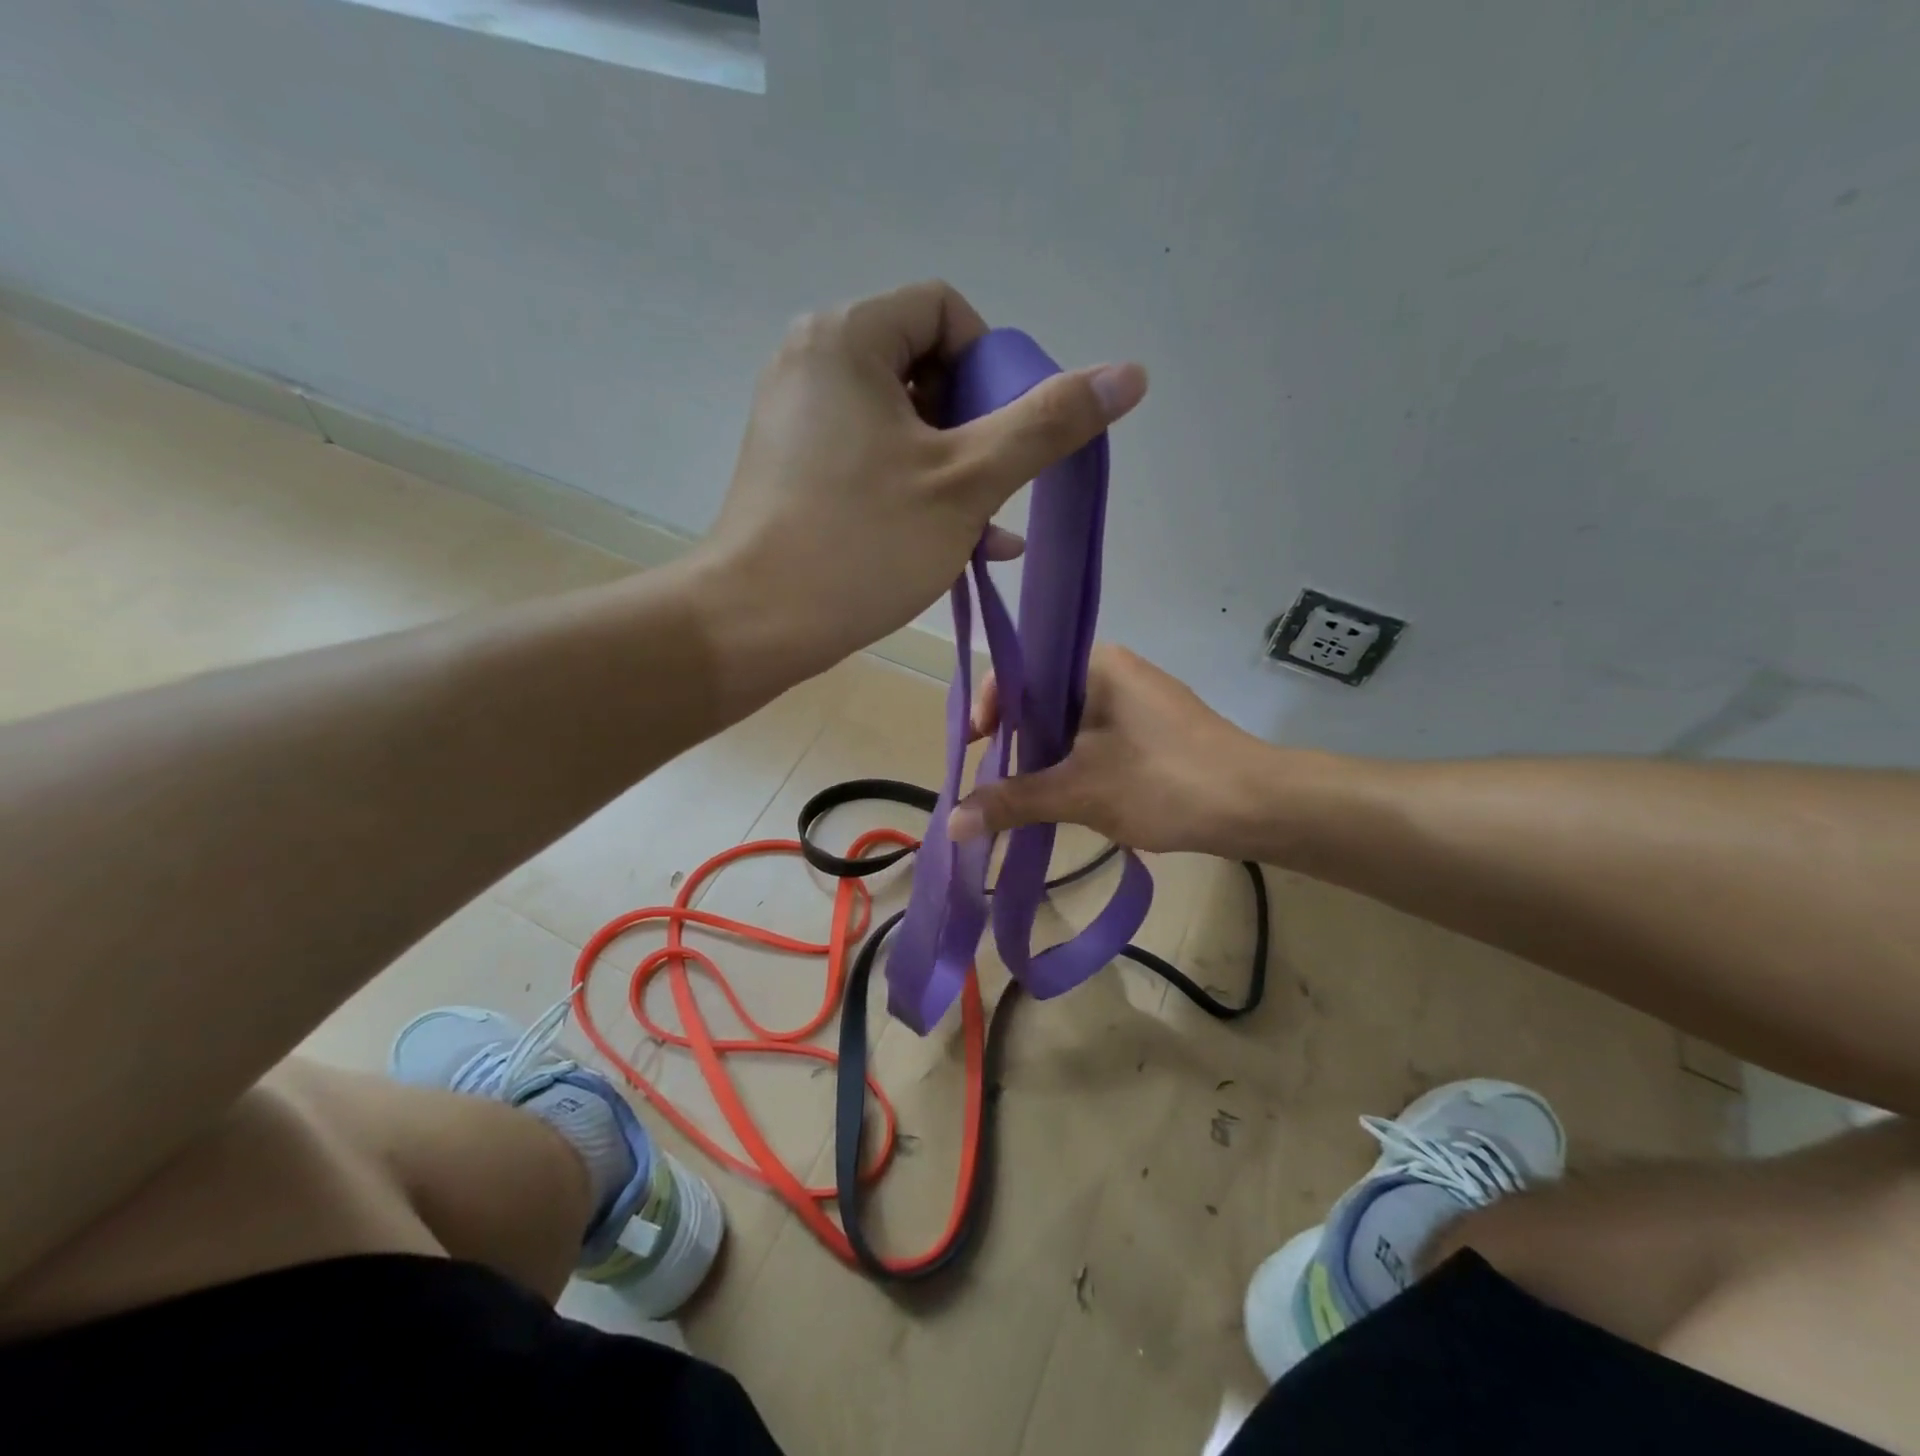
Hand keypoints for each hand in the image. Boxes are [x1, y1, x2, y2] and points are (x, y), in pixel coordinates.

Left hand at [693, 281, 1145, 694]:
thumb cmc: (862, 544)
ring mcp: (797, 419)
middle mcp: (813, 362)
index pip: (945, 311)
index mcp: (847, 338)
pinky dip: (915, 488)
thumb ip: (1048, 424)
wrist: (755, 624)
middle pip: (924, 366)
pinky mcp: (793, 468)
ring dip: (954, 470)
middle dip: (974, 427)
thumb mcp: (968, 482)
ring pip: (901, 422)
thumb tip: (1130, 374)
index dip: (992, 366)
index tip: (1004, 433)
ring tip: (987, 527)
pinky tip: (959, 543)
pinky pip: (870, 458)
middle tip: (991, 487)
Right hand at [947, 645, 1275, 856]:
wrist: (1260, 807)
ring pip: (1068, 722)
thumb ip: (1012, 802)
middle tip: (993, 781)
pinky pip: (1095, 738)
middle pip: (1041, 698)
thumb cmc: (1165, 783)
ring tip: (1023, 795)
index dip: (988, 709)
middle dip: (1013, 741)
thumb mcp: (1079, 793)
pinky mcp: (1153, 730)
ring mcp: (1137, 700)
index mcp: (1095, 663)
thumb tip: (951, 824)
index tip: (974, 750)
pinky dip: (1072, 764)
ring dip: (1042, 757)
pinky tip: (1065, 796)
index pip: (1019, 671)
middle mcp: (1114, 670)